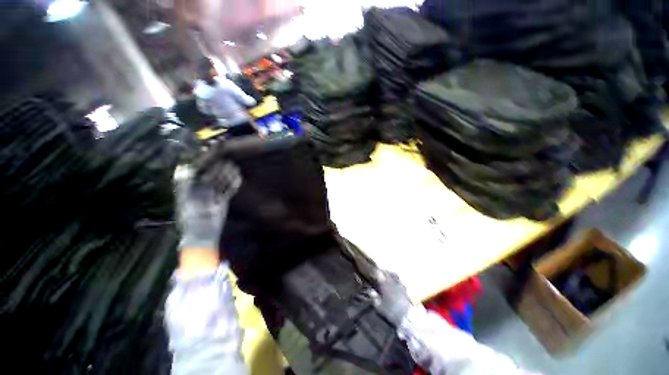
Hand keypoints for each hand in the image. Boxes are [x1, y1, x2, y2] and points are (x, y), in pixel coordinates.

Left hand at [177, 161, 240, 252]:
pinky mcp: (222, 203)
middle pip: (212, 177)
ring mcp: (213, 197)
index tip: (212, 156)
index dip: (205, 165)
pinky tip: (238, 179)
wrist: (202, 234)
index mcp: (190, 190)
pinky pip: (228, 191)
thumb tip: (182, 166)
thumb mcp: (185, 199)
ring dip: (228, 175)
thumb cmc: (191, 217)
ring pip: (221, 183)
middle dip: (219, 169)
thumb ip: (183, 183)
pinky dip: (233, 185)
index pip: (199, 174)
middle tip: (227, 160)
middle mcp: (201, 192)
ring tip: (234, 167)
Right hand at [373, 270, 412, 325]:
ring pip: (395, 275)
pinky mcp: (405, 290)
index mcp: (385, 286)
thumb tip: (370, 290)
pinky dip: (397, 279)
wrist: (407, 317)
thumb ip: (374, 298)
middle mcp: (392, 283)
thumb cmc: (391, 312)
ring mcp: (400, 285)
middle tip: (380, 270)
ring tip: (388, 273)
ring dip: (390, 273)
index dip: (376, 272)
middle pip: (387, 273)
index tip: (373, 271)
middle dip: (383, 271)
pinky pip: (400, 281)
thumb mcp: (379, 307)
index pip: (380, 275)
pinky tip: (396, 281)